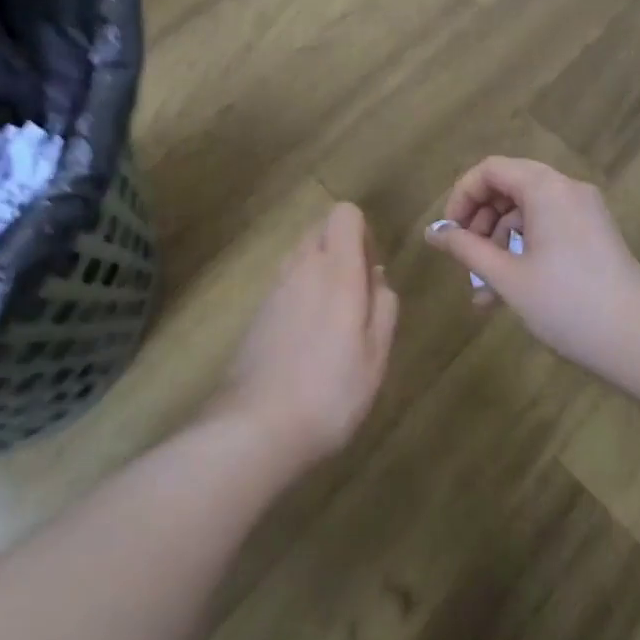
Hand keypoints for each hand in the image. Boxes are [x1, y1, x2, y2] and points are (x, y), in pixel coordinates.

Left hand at [210, 202, 397, 469]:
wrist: (256, 425)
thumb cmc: (330, 391)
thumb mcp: (375, 355)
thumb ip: (383, 306)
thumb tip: (376, 277)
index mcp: (336, 270)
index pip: (344, 213)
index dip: (362, 232)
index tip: (370, 270)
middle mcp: (302, 266)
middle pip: (320, 228)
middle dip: (342, 248)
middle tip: (357, 296)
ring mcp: (275, 287)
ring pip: (301, 255)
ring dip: (320, 270)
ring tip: (334, 320)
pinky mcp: (258, 310)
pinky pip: (286, 282)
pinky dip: (301, 293)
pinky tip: (307, 340)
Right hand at [424, 157, 639, 375]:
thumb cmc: (568, 305)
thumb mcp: (508, 277)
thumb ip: (466, 249)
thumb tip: (431, 233)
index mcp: (546, 188)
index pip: (490, 169)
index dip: (461, 196)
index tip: (448, 233)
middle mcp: (567, 189)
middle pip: (509, 186)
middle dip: (479, 220)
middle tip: (463, 257)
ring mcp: (586, 212)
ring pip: (527, 211)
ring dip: (499, 241)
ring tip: (483, 290)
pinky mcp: (596, 235)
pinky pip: (548, 227)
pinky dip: (524, 248)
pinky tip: (509, 291)